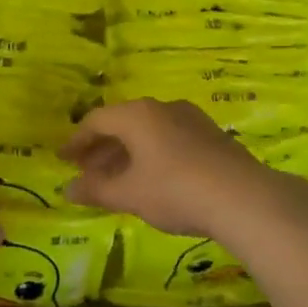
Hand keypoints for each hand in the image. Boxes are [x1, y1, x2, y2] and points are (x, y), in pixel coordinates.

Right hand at [61, 99, 281, 237]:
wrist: (244, 198)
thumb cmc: (175, 190)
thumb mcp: (129, 194)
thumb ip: (96, 190)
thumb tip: (67, 190)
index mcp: (138, 115)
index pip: (96, 121)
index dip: (76, 141)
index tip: (64, 160)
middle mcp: (163, 108)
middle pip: (123, 124)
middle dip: (101, 149)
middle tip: (86, 172)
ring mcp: (191, 119)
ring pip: (148, 132)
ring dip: (126, 154)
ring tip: (116, 180)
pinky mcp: (211, 136)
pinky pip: (169, 139)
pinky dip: (151, 155)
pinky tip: (151, 179)